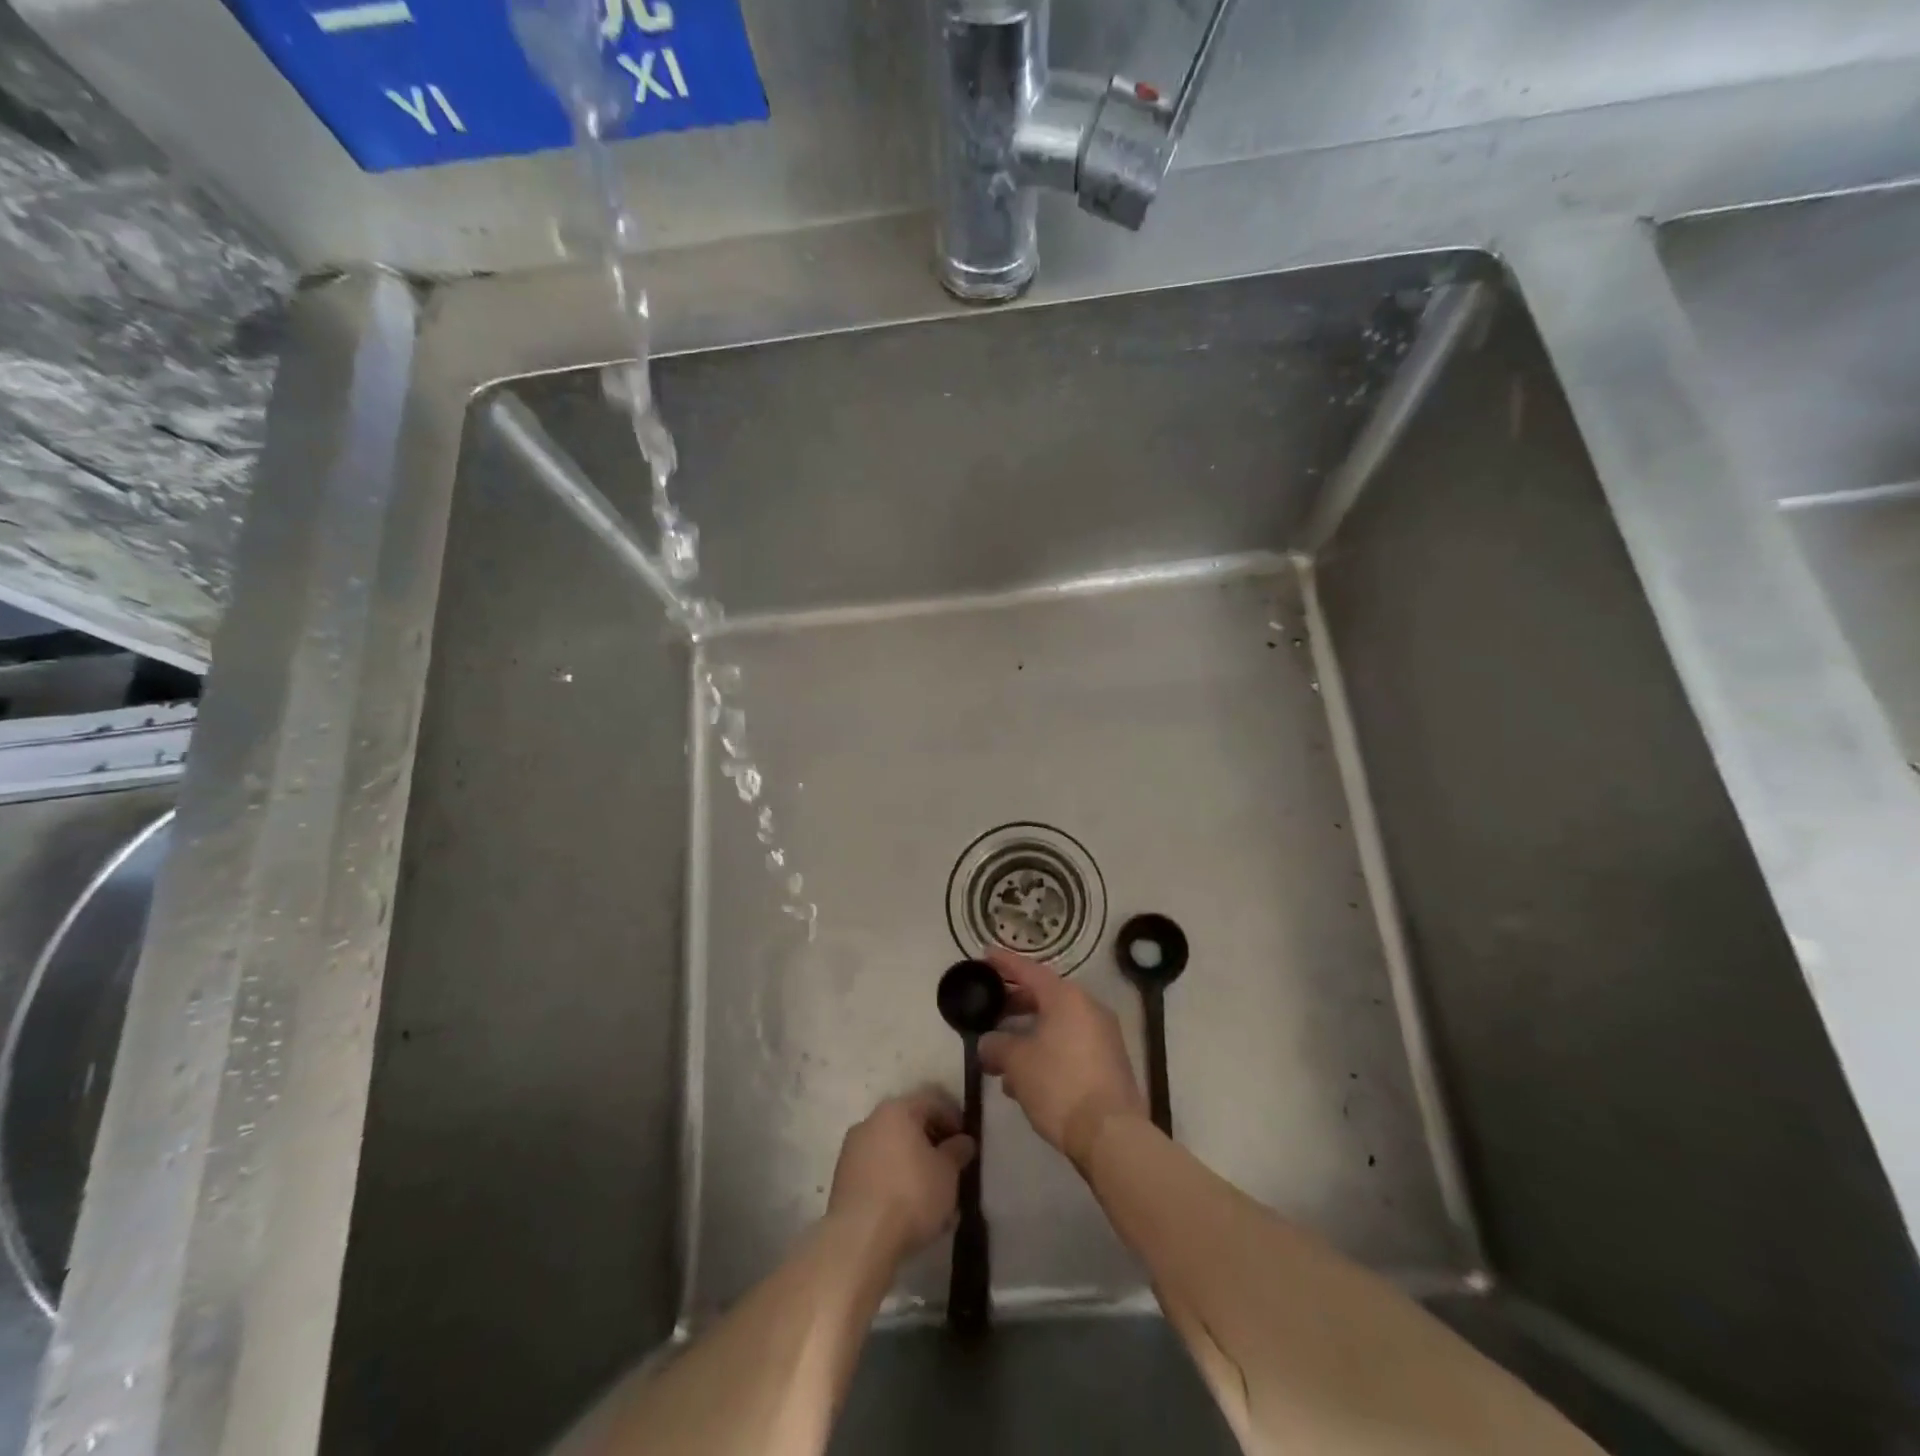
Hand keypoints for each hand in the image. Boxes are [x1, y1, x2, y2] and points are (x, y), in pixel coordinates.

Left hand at [828, 1091, 976, 1263]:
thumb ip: (957, 1151)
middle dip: (932, 1145)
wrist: (859, 1239)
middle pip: (909, 1124)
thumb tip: (963, 1141)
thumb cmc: (911, 1194)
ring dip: (914, 1167)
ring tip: (934, 1197)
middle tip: (951, 1168)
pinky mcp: (842, 1180)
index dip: (954, 1118)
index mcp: (897, 1110)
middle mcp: (871, 1121)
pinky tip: (910, 1210)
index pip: (932, 1101)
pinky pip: (877, 1172)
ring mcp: (852, 1150)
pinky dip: (895, 1182)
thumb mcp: (947, 1172)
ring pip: (893, 1151)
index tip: (966, 1143)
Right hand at [978, 949, 1146, 1170]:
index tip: (986, 955)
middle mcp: (1089, 1008)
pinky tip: (1023, 1078)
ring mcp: (1103, 1036)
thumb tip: (989, 1043)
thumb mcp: (1017, 1062)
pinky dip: (1046, 1051)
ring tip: (1000, 1053)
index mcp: (1067, 998)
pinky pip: (1069, 1045)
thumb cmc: (1059, 1085)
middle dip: (1015, 1002)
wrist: (1110, 1134)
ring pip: (1057, 1024)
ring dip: (1028, 1033)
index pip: (1029, 971)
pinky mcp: (1108, 1063)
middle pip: (1045, 996)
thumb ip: (996, 1045)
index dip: (1005, 963)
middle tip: (990, 1007)